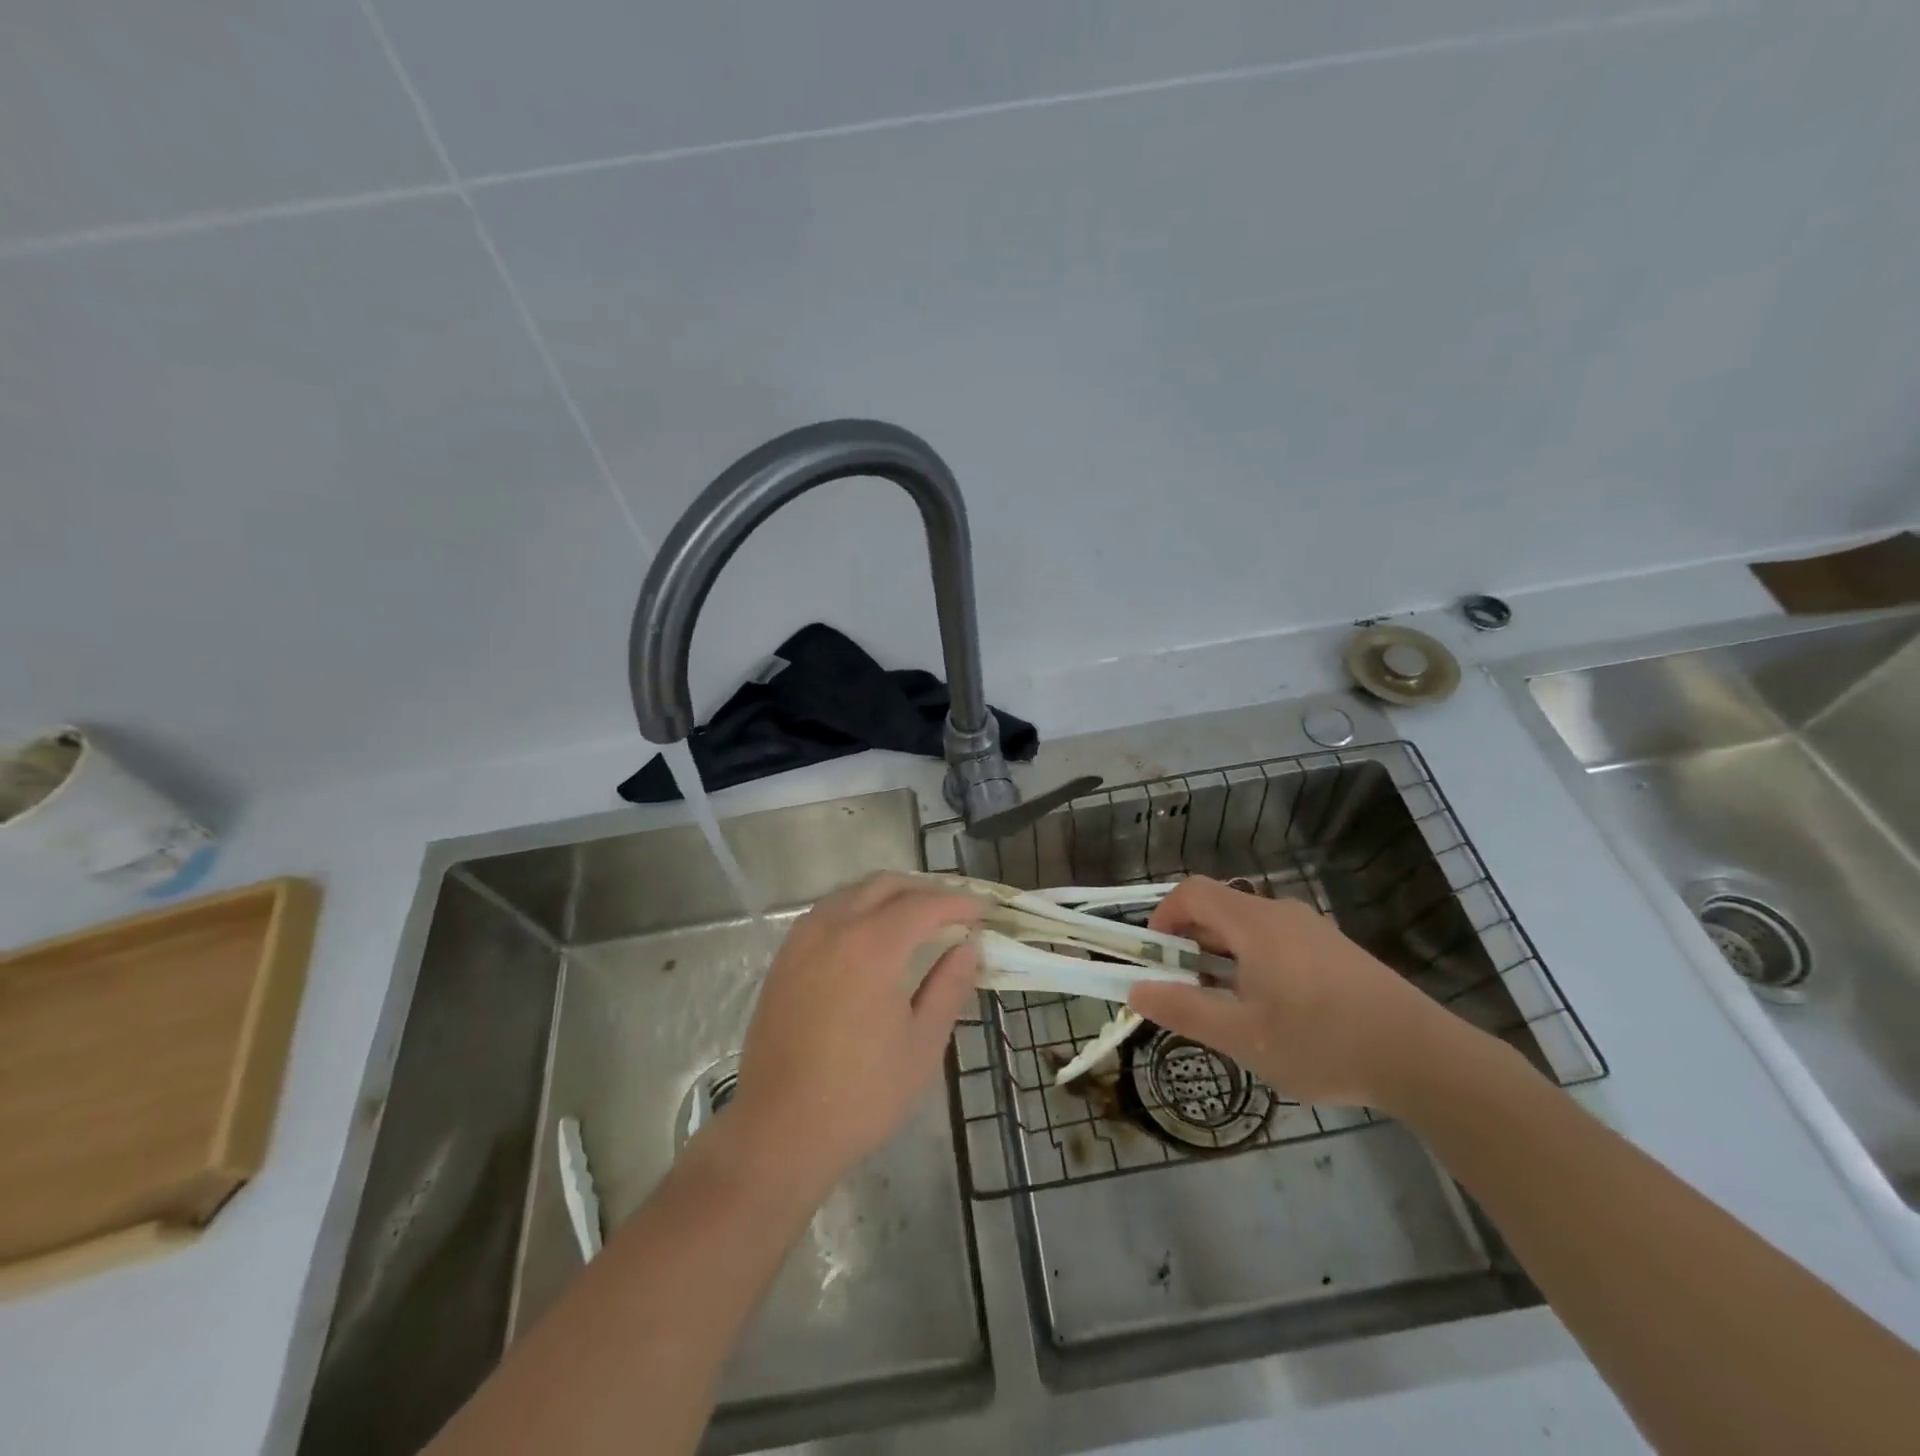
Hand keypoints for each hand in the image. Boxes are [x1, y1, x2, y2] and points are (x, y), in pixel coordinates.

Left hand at [725, 874, 980, 1196]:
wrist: (779, 1131)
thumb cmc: (861, 1095)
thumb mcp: (921, 1045)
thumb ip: (948, 987)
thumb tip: (968, 948)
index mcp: (871, 947)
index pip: (922, 905)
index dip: (957, 903)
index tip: (982, 911)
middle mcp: (833, 928)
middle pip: (884, 885)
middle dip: (923, 890)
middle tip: (953, 910)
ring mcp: (801, 940)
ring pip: (852, 893)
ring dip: (888, 895)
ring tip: (917, 918)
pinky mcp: (783, 959)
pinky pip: (826, 912)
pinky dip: (857, 908)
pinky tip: (871, 935)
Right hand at [1128, 877, 1488, 1111]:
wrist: (1424, 1058)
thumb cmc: (1323, 1043)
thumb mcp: (1243, 1037)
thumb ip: (1184, 1011)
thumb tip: (1137, 990)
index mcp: (1254, 924)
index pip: (1191, 892)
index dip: (1162, 917)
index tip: (1156, 959)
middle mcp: (1280, 913)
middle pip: (1218, 906)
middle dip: (1189, 941)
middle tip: (1186, 987)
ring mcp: (1311, 928)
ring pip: (1247, 925)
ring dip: (1221, 953)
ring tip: (1227, 1004)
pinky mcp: (1333, 948)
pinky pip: (1275, 939)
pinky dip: (1252, 959)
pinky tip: (1272, 1009)